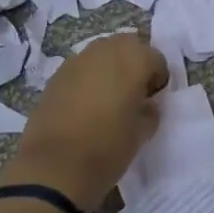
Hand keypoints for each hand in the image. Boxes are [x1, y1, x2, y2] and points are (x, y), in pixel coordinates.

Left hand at [1, 32, 168, 209]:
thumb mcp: (141, 133)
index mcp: (133, 60)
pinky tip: (85, 104)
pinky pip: (81, 68)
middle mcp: (105, 50)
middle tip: (134, 93)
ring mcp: (77, 60)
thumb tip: (147, 104)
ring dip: (110, 67)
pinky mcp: (56, 75)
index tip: (153, 100)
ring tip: (109, 97)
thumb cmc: (108, 148)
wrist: (55, 167)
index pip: (156, 58)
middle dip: (134, 64)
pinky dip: (88, 78)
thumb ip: (150, 111)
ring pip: (102, 53)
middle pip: (128, 46)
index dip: (158, 79)